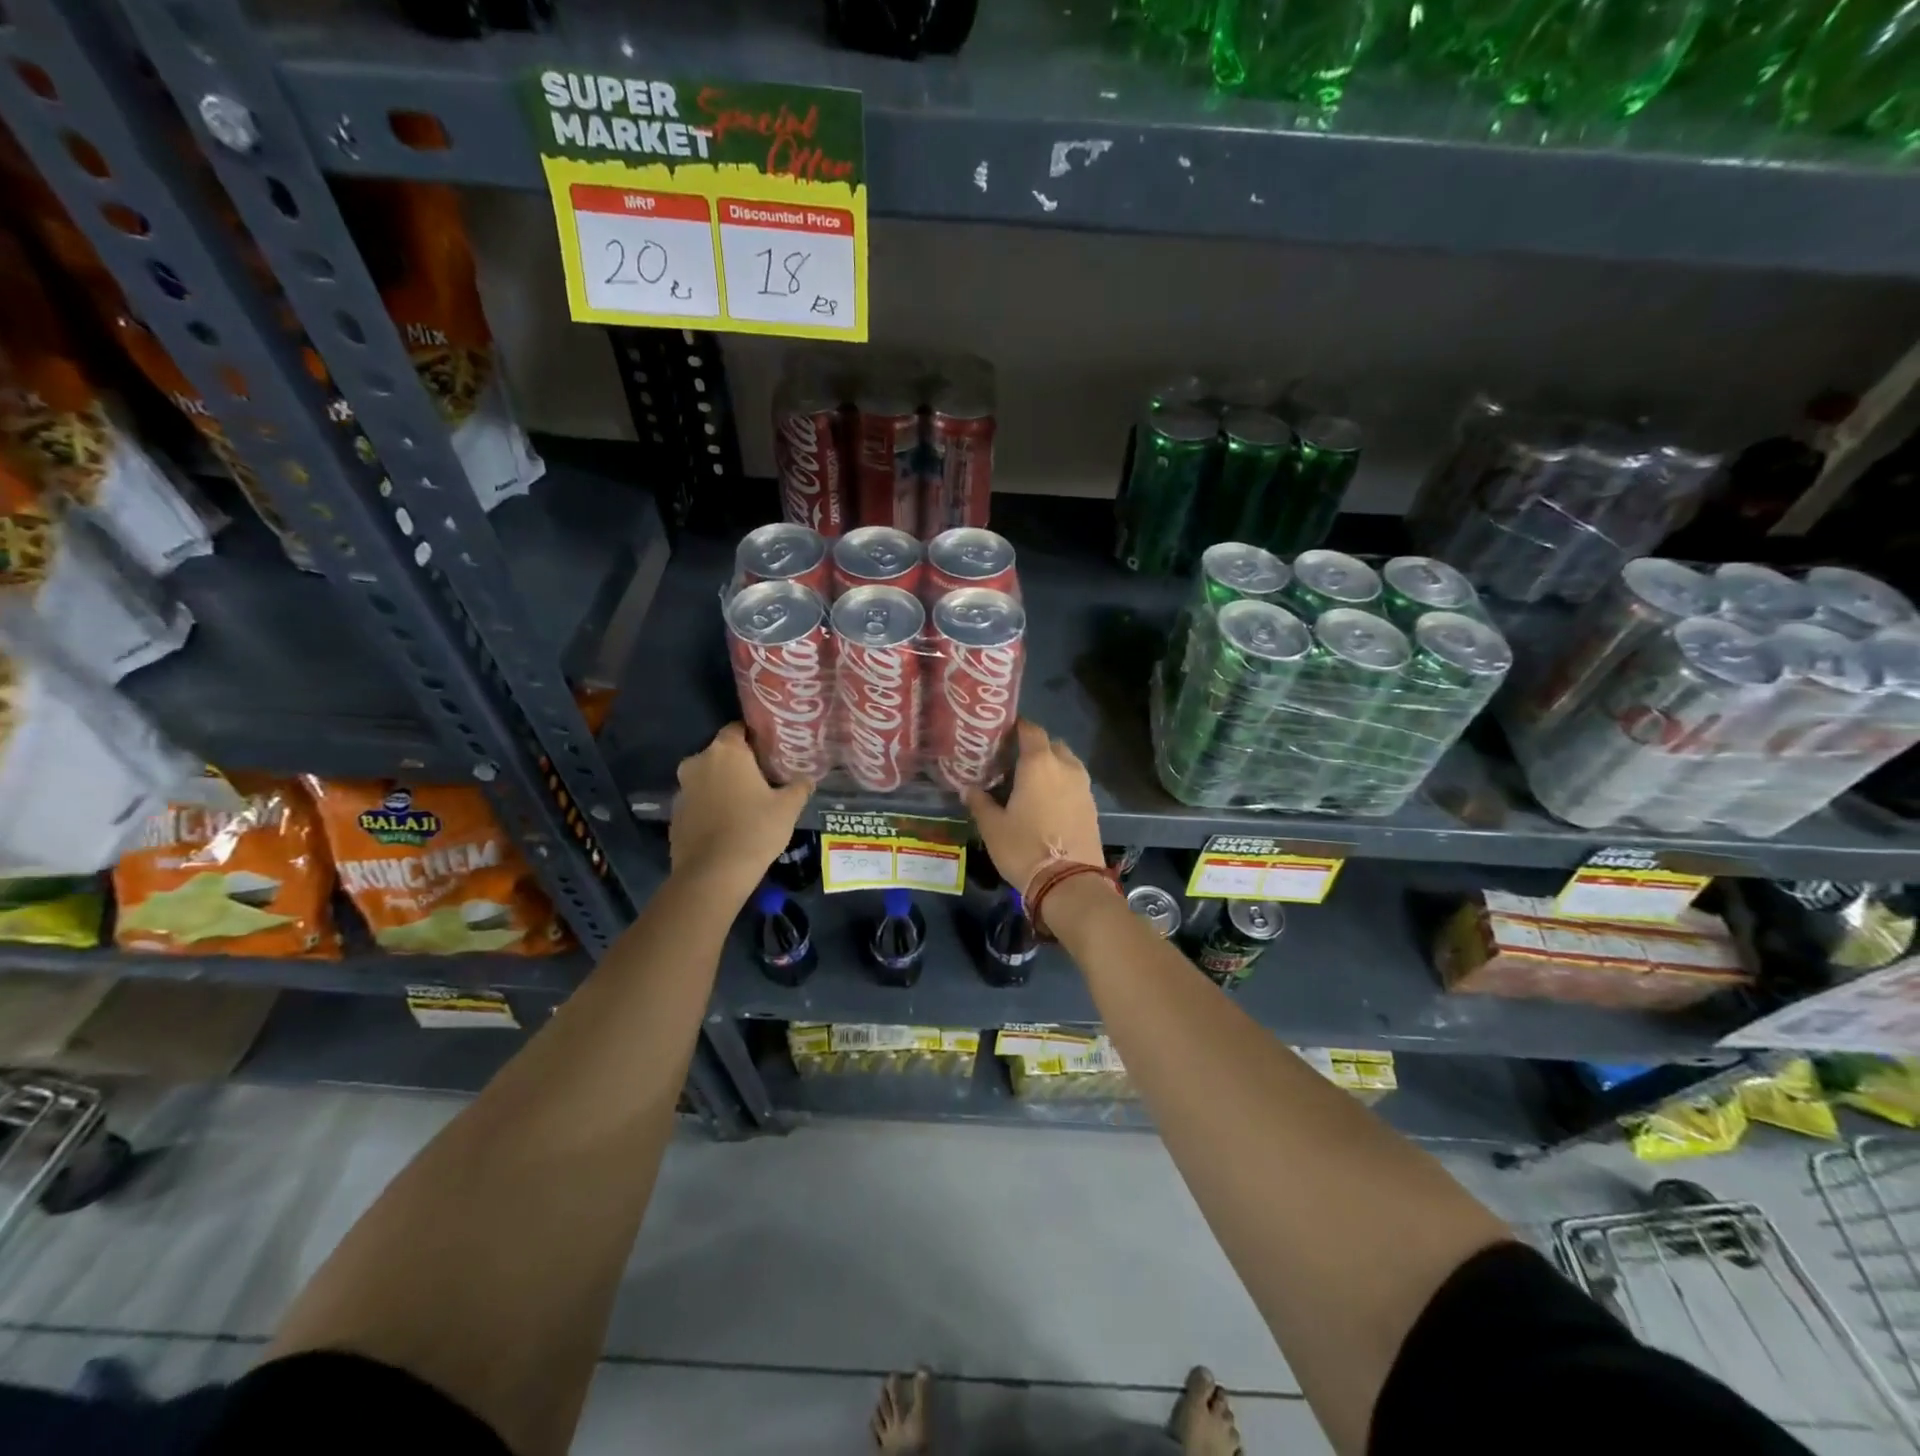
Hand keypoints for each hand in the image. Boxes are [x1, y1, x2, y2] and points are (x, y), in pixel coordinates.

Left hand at [670, 723, 811, 898]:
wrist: (713, 874)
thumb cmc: (755, 830)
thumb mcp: (788, 807)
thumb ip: (799, 786)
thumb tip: (807, 778)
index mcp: (726, 751)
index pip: (738, 728)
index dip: (755, 738)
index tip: (771, 751)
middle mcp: (698, 762)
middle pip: (721, 754)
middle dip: (739, 763)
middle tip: (763, 778)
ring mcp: (682, 789)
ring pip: (707, 778)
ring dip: (723, 785)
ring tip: (747, 803)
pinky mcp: (675, 814)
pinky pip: (698, 801)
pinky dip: (711, 806)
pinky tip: (728, 824)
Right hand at [963, 720, 1103, 898]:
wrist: (1070, 882)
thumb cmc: (1024, 848)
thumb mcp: (993, 827)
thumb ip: (980, 802)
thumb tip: (968, 788)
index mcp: (1039, 763)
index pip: (1030, 730)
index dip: (1016, 727)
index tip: (1001, 735)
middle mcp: (1065, 766)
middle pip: (1050, 744)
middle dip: (1033, 748)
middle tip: (1012, 762)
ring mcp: (1083, 786)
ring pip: (1066, 763)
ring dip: (1050, 767)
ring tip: (1029, 783)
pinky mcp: (1092, 805)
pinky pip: (1074, 783)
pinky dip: (1061, 785)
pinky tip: (1046, 802)